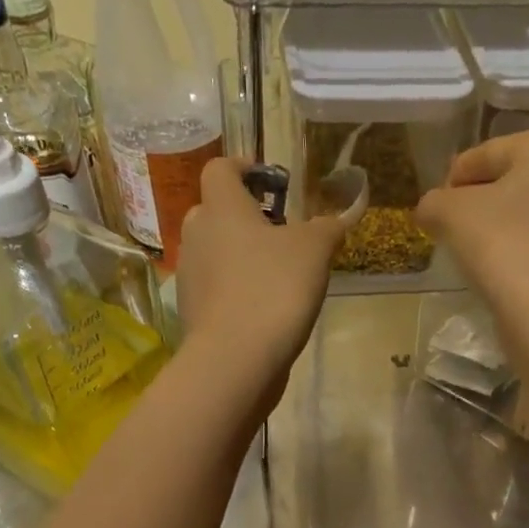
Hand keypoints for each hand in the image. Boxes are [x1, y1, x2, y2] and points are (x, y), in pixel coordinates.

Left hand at [176, 158, 341, 385]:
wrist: (236, 360)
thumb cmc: (274, 289)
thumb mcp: (314, 251)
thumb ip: (327, 228)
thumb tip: (338, 218)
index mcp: (221, 208)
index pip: (221, 169)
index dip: (244, 168)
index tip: (270, 181)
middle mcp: (197, 235)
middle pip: (216, 212)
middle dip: (245, 218)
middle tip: (279, 234)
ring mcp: (190, 276)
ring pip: (215, 253)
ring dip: (240, 256)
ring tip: (275, 276)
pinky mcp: (193, 313)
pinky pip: (215, 289)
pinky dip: (235, 291)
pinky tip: (262, 310)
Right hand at [416, 129, 528, 351]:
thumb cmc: (502, 244)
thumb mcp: (450, 213)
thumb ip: (433, 202)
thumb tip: (429, 210)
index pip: (484, 154)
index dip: (451, 180)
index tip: (433, 211)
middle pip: (509, 182)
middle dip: (476, 203)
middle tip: (449, 230)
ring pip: (525, 214)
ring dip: (495, 229)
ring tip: (469, 253)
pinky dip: (515, 251)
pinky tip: (496, 272)